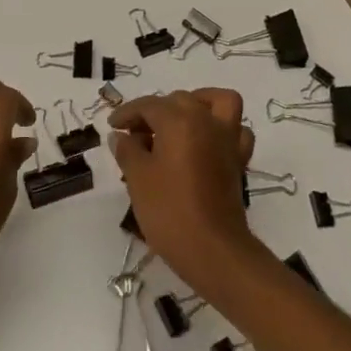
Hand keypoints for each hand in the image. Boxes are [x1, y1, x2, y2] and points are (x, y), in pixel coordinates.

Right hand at [107, 90, 261, 293]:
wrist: (212, 249)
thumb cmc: (169, 211)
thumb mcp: (138, 178)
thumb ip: (128, 150)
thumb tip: (121, 136)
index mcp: (180, 120)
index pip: (149, 105)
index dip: (127, 113)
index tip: (112, 126)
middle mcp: (207, 121)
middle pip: (179, 100)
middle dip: (155, 111)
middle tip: (135, 134)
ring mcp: (227, 139)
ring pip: (216, 103)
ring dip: (197, 103)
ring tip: (177, 121)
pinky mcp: (238, 160)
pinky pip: (236, 130)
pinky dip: (222, 128)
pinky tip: (205, 142)